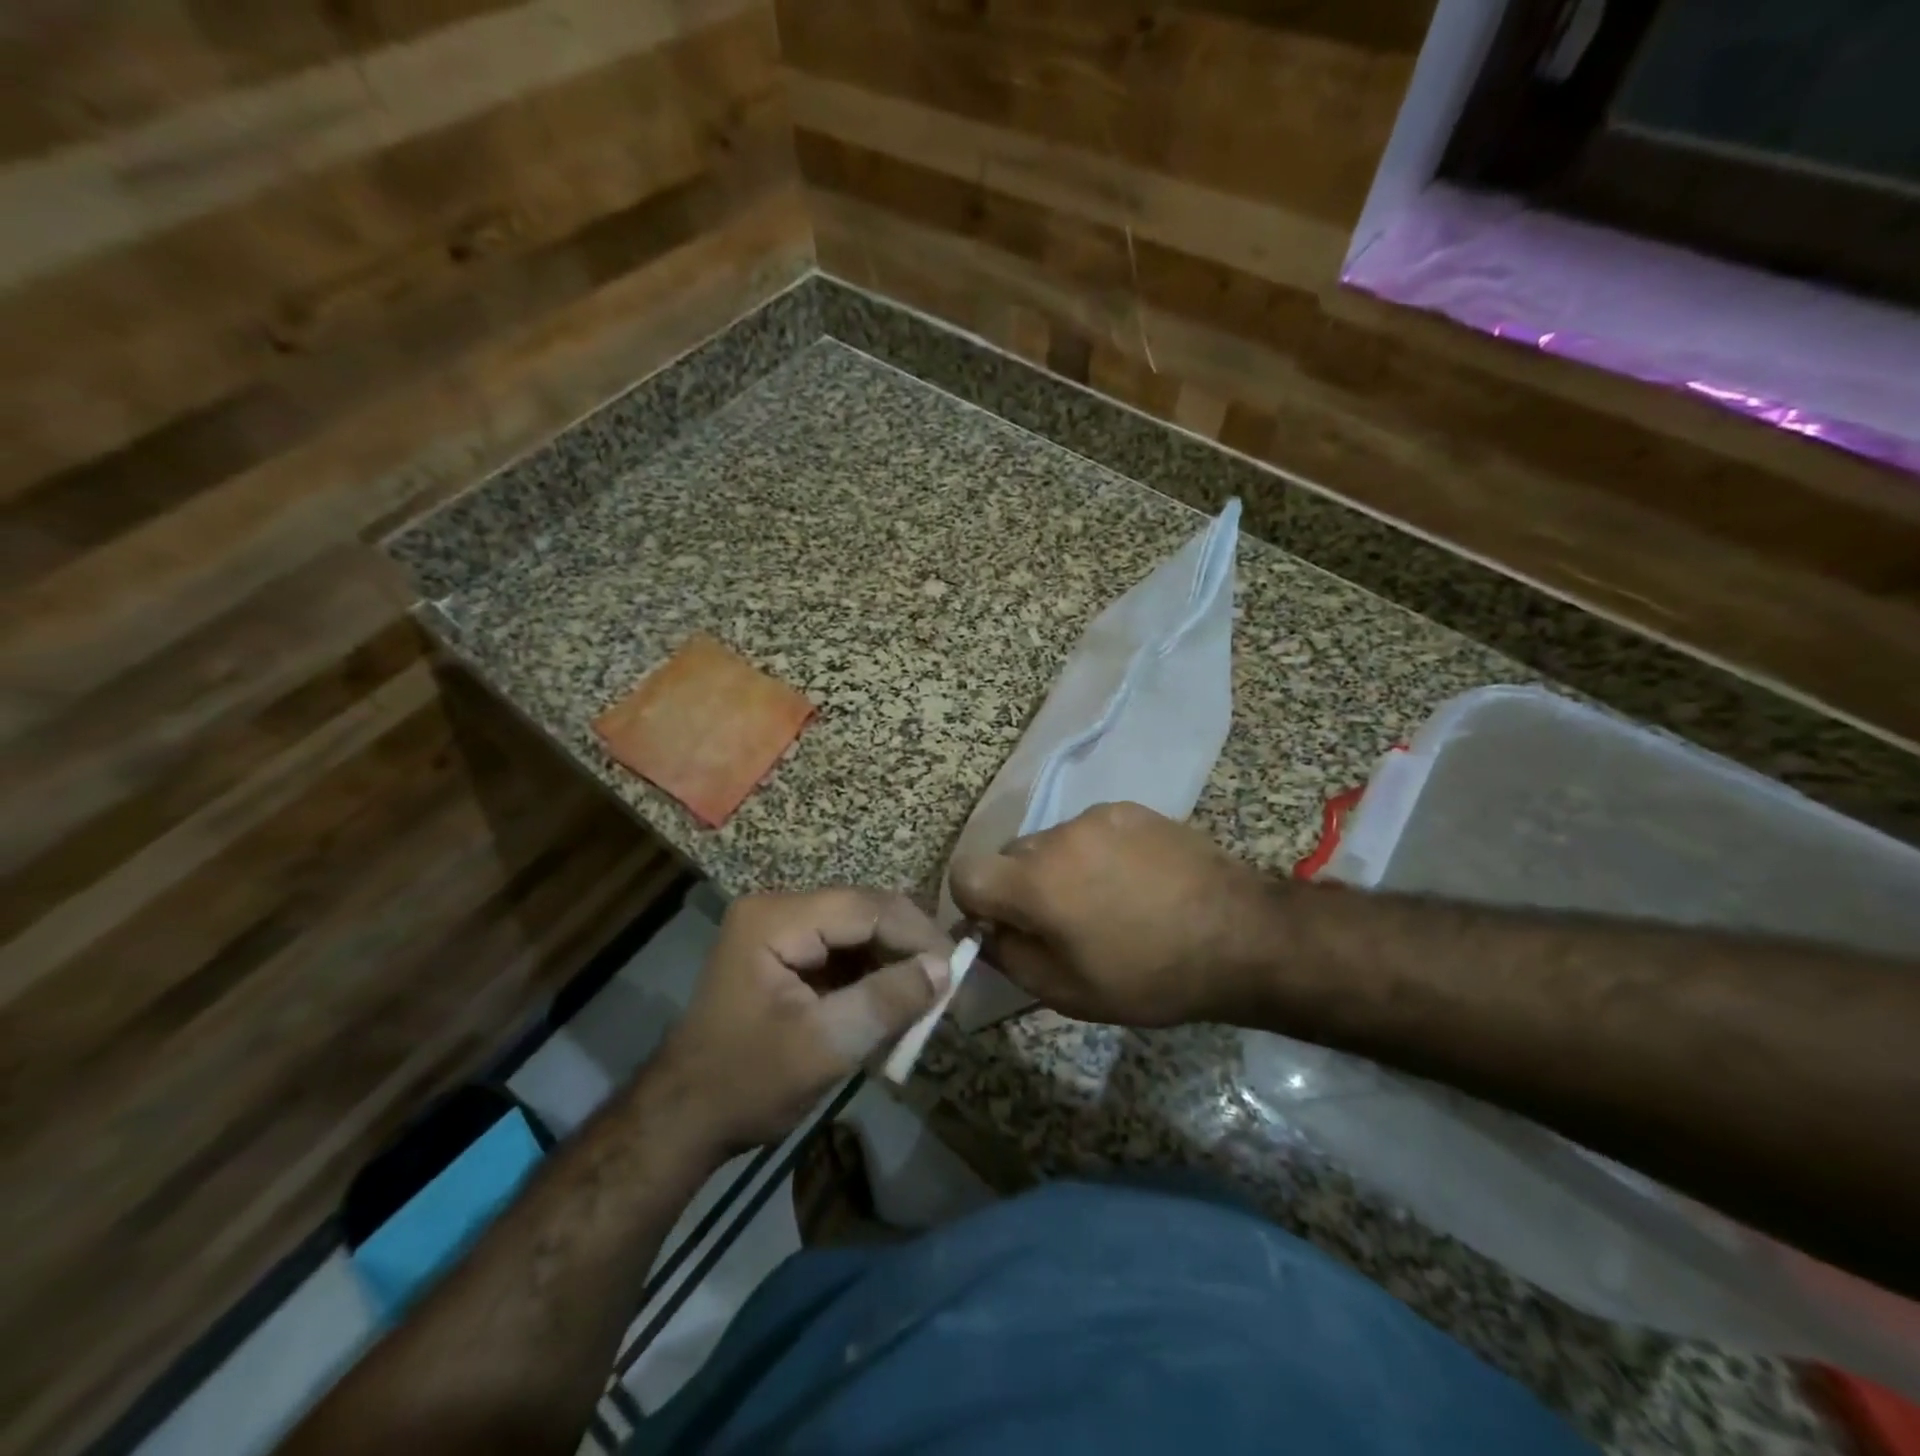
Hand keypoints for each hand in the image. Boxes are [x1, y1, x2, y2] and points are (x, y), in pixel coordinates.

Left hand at [659, 889, 951, 1150]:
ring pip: (858, 930)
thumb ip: (887, 1000)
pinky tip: (894, 1001)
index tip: (956, 970)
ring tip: (926, 997)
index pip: (866, 908)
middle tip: (946, 985)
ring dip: (893, 961)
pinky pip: (842, 950)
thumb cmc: (748, 1084)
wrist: (683, 1120)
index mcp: (776, 918)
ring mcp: (779, 929)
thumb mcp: (825, 1045)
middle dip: (908, 947)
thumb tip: (945, 969)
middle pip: (864, 912)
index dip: (917, 934)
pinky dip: (872, 974)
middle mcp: (778, 909)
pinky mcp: (785, 952)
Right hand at [950, 802, 1264, 1026]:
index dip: (974, 902)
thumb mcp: (1068, 992)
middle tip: (1062, 923)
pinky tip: (1135, 881)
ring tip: (1107, 901)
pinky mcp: (1129, 808)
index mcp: (1035, 883)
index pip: (965, 872)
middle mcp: (1057, 837)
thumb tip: (986, 931)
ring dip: (1060, 869)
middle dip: (1021, 888)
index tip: (1004, 926)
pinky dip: (1095, 853)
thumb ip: (1010, 958)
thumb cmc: (1150, 976)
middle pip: (1011, 857)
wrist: (1240, 935)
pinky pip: (1089, 830)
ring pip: (1051, 843)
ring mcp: (1096, 816)